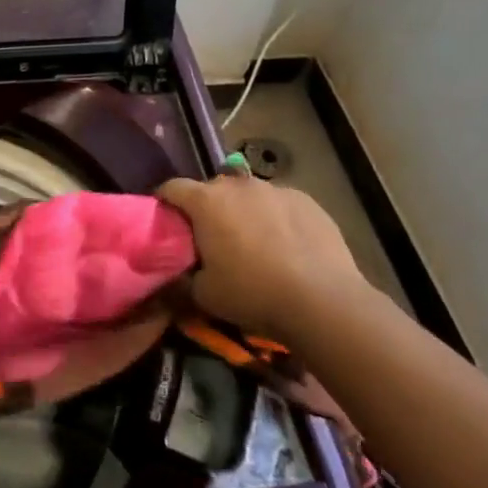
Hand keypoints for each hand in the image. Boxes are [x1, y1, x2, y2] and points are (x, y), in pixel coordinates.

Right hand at [157, 173, 368, 339]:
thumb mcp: (204, 295)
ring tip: (254, 244)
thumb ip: (180, 279)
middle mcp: (237, 185)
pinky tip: (287, 247)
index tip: (166, 222)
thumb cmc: (252, 293)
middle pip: (212, 189)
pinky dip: (276, 219)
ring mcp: (275, 189)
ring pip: (248, 196)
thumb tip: (171, 275)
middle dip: (207, 209)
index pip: (172, 188)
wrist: (323, 301)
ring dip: (243, 212)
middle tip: (212, 239)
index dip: (164, 203)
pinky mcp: (307, 200)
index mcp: (206, 201)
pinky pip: (280, 205)